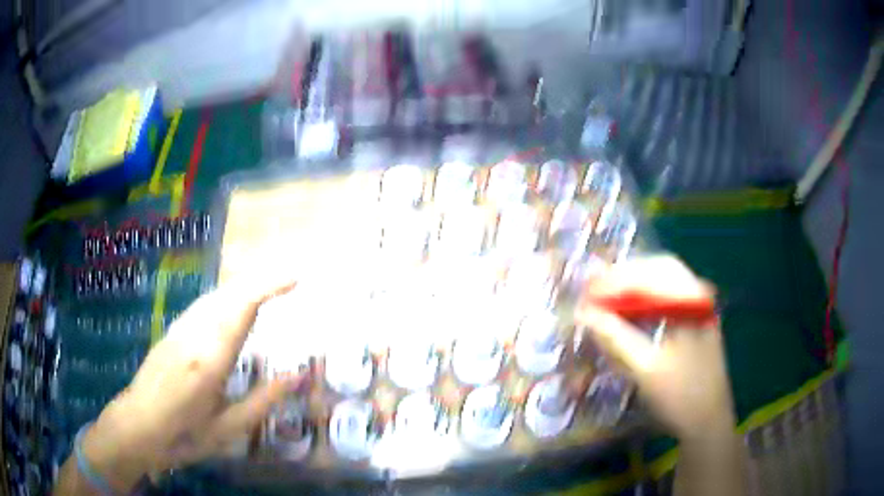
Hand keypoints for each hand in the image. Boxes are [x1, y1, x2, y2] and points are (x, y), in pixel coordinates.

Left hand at [78, 276, 300, 491]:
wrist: (137, 426)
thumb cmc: (184, 435)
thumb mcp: (228, 429)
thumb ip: (263, 401)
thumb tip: (296, 377)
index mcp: (211, 358)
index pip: (242, 308)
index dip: (269, 287)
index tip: (295, 278)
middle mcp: (194, 334)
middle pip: (229, 293)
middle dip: (260, 279)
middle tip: (289, 279)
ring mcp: (179, 329)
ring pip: (214, 296)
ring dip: (242, 286)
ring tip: (268, 287)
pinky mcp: (171, 332)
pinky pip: (203, 306)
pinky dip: (225, 298)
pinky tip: (232, 305)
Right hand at [575, 256, 735, 440]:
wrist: (709, 422)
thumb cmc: (680, 396)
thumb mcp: (645, 369)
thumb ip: (616, 337)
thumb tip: (584, 313)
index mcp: (692, 300)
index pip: (651, 271)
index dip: (616, 277)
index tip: (587, 291)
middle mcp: (699, 295)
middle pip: (659, 270)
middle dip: (625, 278)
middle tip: (594, 293)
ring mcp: (700, 308)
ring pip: (664, 284)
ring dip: (634, 289)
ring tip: (607, 301)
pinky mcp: (697, 322)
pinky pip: (668, 300)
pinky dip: (645, 303)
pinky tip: (631, 315)